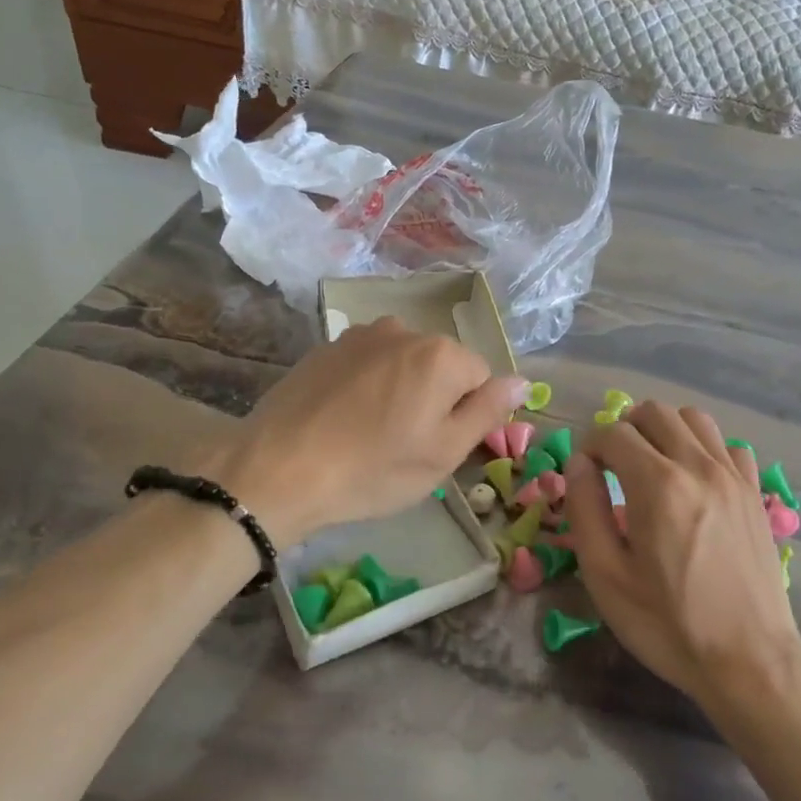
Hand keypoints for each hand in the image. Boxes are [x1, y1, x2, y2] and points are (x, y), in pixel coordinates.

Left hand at [208, 316, 526, 547]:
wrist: (277, 469)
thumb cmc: (372, 469)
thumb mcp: (443, 452)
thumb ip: (488, 411)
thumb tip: (522, 381)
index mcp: (441, 355)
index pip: (481, 378)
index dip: (468, 415)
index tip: (440, 446)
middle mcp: (404, 331)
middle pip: (441, 365)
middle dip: (434, 399)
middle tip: (406, 445)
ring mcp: (360, 335)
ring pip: (403, 364)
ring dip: (400, 391)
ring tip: (372, 433)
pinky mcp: (326, 347)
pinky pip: (368, 364)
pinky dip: (367, 387)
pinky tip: (344, 420)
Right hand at [566, 403, 800, 710]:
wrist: (749, 660)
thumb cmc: (668, 624)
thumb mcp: (606, 575)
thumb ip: (585, 509)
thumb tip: (578, 464)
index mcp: (657, 485)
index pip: (613, 433)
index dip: (589, 447)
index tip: (585, 476)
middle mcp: (698, 466)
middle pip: (654, 412)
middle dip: (624, 429)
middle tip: (612, 466)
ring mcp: (734, 476)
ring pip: (694, 419)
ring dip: (664, 430)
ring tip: (651, 465)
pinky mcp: (755, 493)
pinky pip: (729, 446)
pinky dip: (704, 449)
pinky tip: (694, 481)